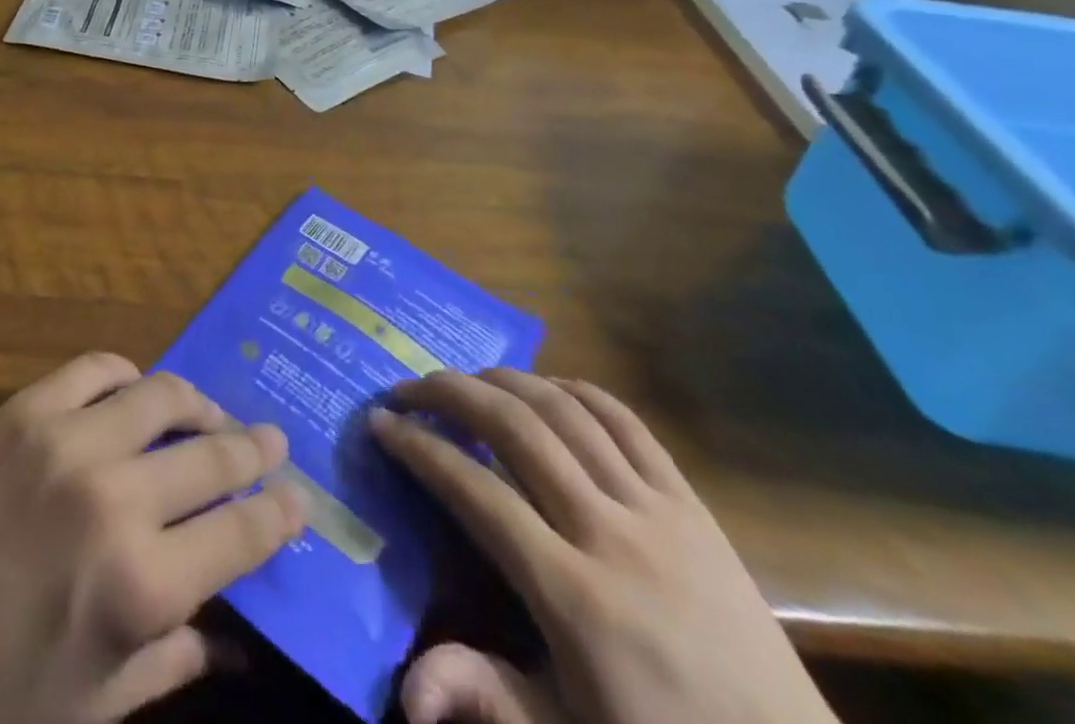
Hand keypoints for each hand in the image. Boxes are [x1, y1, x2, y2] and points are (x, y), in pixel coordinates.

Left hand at [0, 352, 302, 723]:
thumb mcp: (99, 703)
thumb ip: (177, 661)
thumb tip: (241, 642)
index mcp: (144, 585)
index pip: (242, 532)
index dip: (279, 512)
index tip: (296, 499)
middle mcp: (119, 500)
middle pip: (215, 455)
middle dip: (255, 449)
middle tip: (273, 441)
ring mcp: (72, 441)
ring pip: (164, 395)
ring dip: (201, 402)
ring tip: (213, 412)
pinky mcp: (30, 409)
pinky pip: (96, 368)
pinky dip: (127, 374)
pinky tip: (136, 391)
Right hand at [372, 371, 836, 723]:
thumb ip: (484, 700)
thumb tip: (408, 693)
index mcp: (575, 598)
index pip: (477, 493)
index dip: (421, 449)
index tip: (382, 422)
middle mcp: (610, 535)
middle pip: (515, 428)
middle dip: (450, 393)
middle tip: (408, 387)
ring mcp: (657, 512)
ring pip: (564, 411)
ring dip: (504, 381)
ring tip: (465, 382)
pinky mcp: (692, 504)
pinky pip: (626, 423)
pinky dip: (573, 391)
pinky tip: (542, 390)